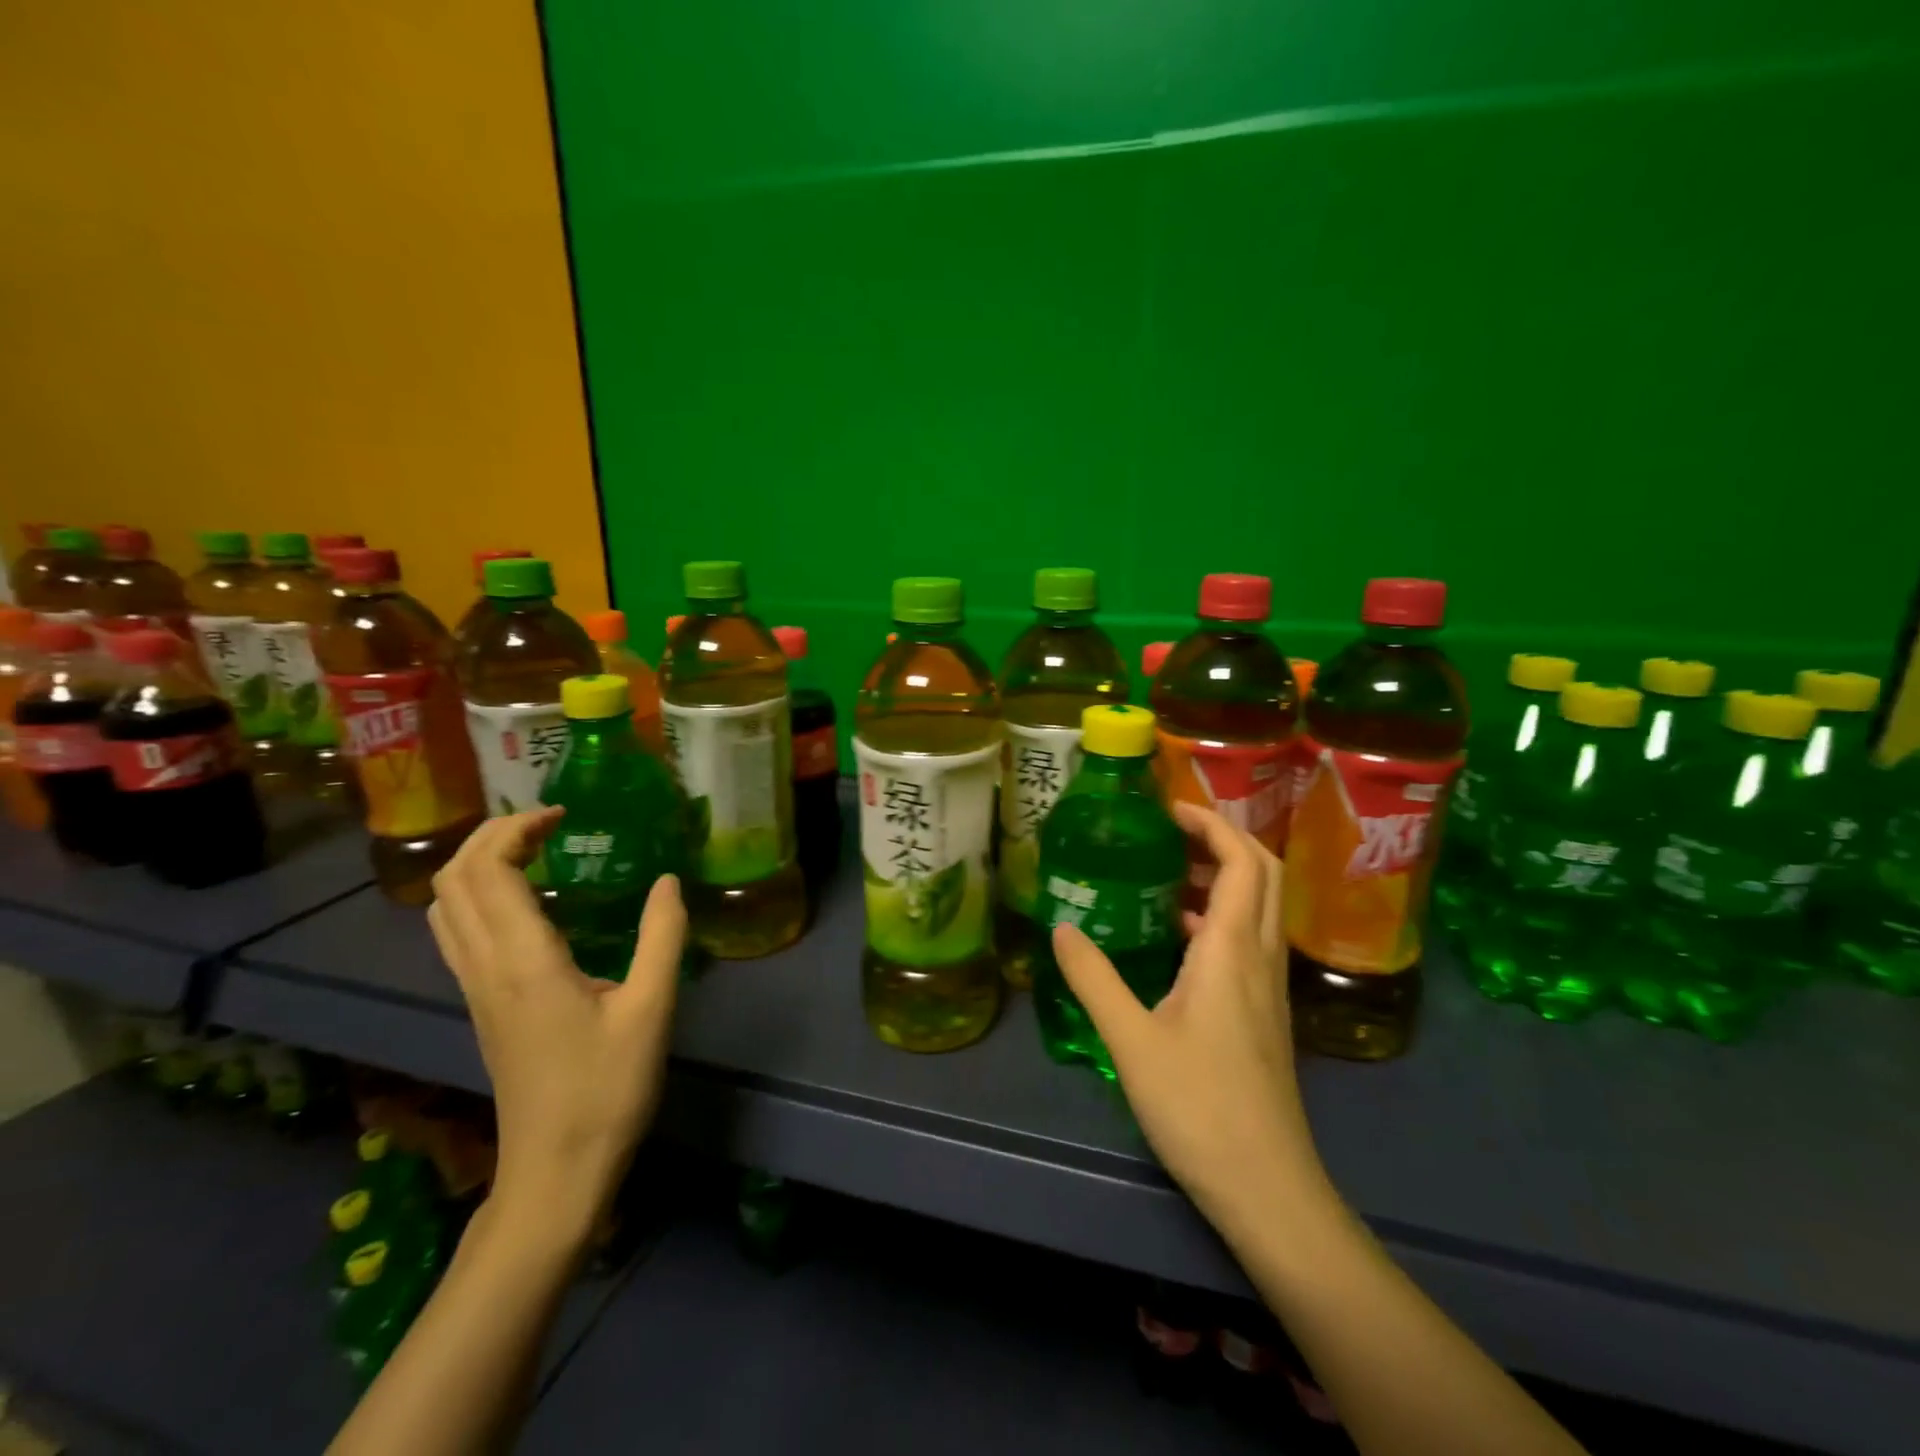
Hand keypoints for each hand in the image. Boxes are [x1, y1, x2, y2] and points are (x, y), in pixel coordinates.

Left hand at [427, 808, 685, 1238]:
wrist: (556, 1171)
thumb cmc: (607, 1089)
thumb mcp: (652, 1009)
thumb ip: (661, 936)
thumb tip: (668, 881)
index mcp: (523, 961)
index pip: (489, 872)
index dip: (515, 829)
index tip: (563, 814)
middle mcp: (485, 968)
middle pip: (453, 881)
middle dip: (490, 835)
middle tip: (547, 823)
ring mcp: (475, 990)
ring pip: (446, 908)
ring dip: (478, 865)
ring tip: (533, 850)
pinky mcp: (480, 1007)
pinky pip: (459, 933)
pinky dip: (479, 896)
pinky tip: (528, 903)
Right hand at [1052, 803, 1332, 1238]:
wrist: (1267, 1187)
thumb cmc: (1199, 1106)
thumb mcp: (1131, 1040)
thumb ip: (1094, 978)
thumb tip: (1061, 927)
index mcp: (1231, 949)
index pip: (1242, 861)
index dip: (1212, 824)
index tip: (1168, 810)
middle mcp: (1259, 956)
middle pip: (1263, 873)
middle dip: (1223, 840)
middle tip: (1170, 832)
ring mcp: (1269, 987)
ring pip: (1259, 907)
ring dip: (1223, 877)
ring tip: (1166, 874)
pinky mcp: (1265, 1013)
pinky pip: (1249, 940)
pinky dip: (1220, 916)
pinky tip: (1177, 937)